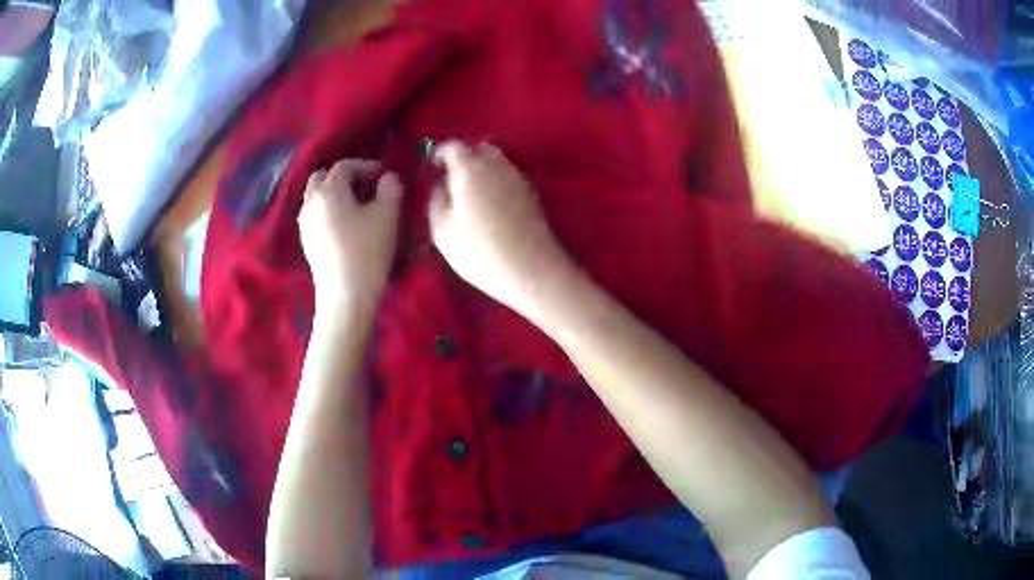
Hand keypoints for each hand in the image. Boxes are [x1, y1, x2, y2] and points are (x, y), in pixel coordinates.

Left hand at [299, 159, 402, 311]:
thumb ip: (390, 189)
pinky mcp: (306, 242)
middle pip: (322, 178)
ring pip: (316, 197)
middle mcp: (310, 202)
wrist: (346, 295)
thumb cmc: (367, 251)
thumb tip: (387, 178)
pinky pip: (315, 215)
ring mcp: (304, 223)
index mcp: (329, 190)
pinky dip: (328, 212)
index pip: (345, 166)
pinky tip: (344, 227)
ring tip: (355, 207)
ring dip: (334, 195)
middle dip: (343, 178)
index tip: (383, 176)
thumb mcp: (387, 215)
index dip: (366, 166)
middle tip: (364, 188)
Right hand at [429, 141, 570, 317]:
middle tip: (452, 177)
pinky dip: (497, 180)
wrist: (532, 270)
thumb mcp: (442, 231)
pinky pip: (509, 176)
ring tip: (471, 191)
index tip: (433, 165)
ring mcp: (518, 177)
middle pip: (479, 148)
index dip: (440, 152)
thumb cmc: (480, 252)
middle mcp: (497, 165)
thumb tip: (440, 185)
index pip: (454, 146)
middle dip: (464, 157)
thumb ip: (436, 201)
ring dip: (482, 168)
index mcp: (471, 169)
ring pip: (497, 161)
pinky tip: (491, 203)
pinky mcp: (533, 193)